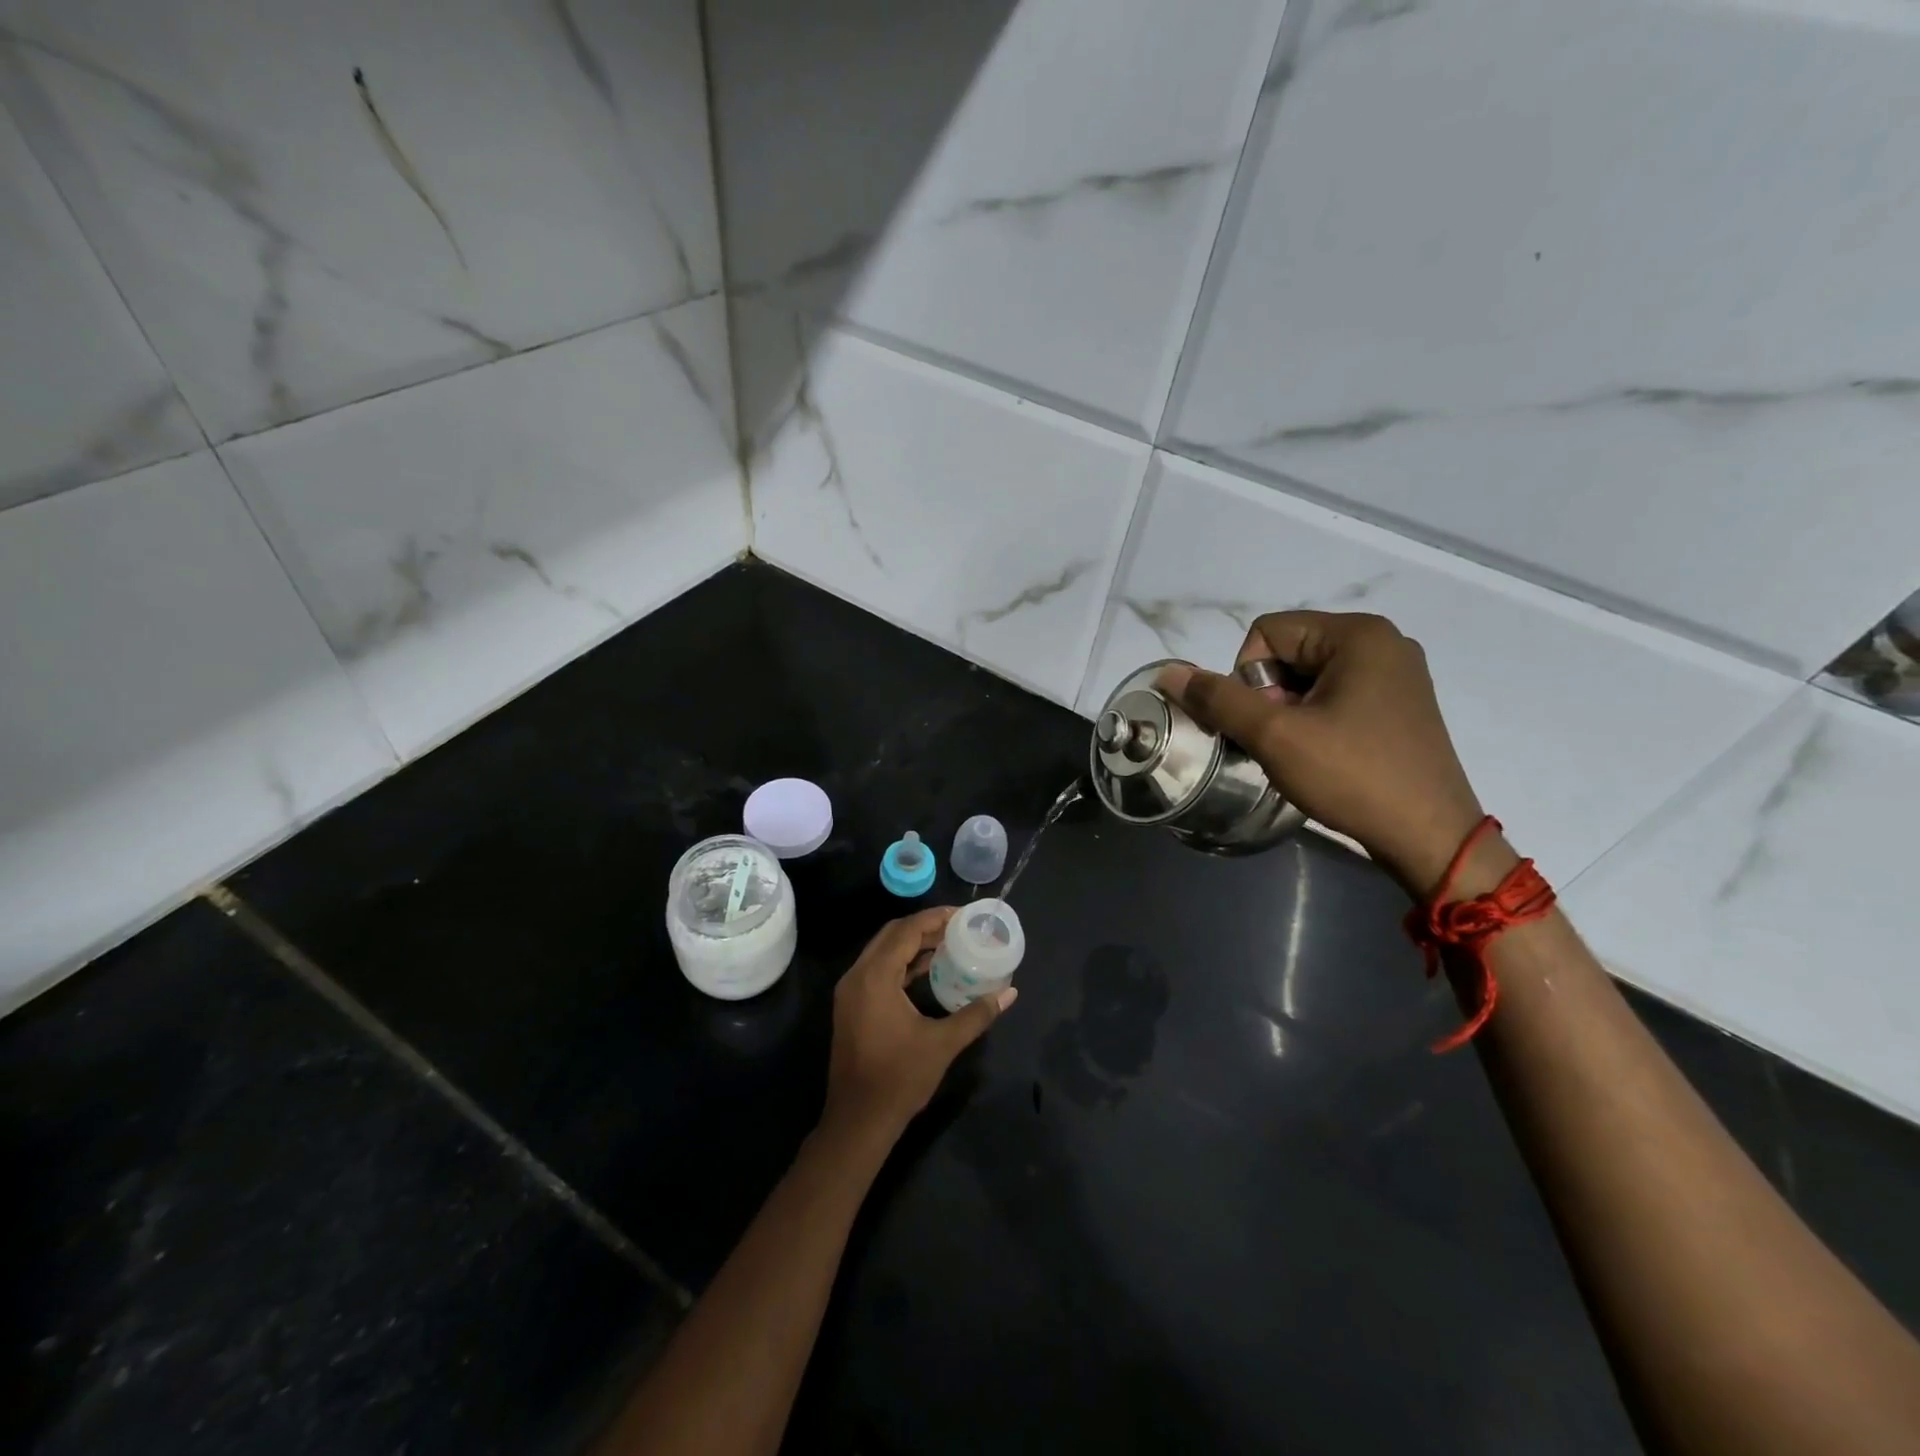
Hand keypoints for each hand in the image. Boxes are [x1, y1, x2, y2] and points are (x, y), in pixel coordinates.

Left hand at [821, 907, 1016, 1147]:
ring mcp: (850, 992)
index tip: (962, 915)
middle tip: (957, 928)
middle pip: (891, 935)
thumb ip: (976, 1014)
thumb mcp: (943, 1044)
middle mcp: (857, 976)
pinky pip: (877, 970)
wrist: (858, 1121)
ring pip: (882, 952)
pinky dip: (901, 964)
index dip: (934, 918)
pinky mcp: (851, 1006)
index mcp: (875, 977)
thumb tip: (1010, 993)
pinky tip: (927, 971)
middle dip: (924, 927)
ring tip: (948, 944)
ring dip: (912, 945)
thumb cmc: (899, 1078)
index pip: (906, 931)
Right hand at [1160, 611, 1485, 896]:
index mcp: (1359, 634)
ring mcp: (1397, 673)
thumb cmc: (1352, 776)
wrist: (1431, 837)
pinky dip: (1315, 718)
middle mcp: (1383, 641)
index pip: (1267, 632)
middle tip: (1283, 741)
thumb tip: (1169, 673)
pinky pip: (1336, 693)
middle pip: (1288, 650)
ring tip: (1301, 751)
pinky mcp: (1400, 703)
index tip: (1268, 723)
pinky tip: (1324, 753)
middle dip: (1269, 695)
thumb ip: (1219, 699)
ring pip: (1309, 675)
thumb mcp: (1275, 735)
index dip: (1248, 678)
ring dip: (1289, 710)